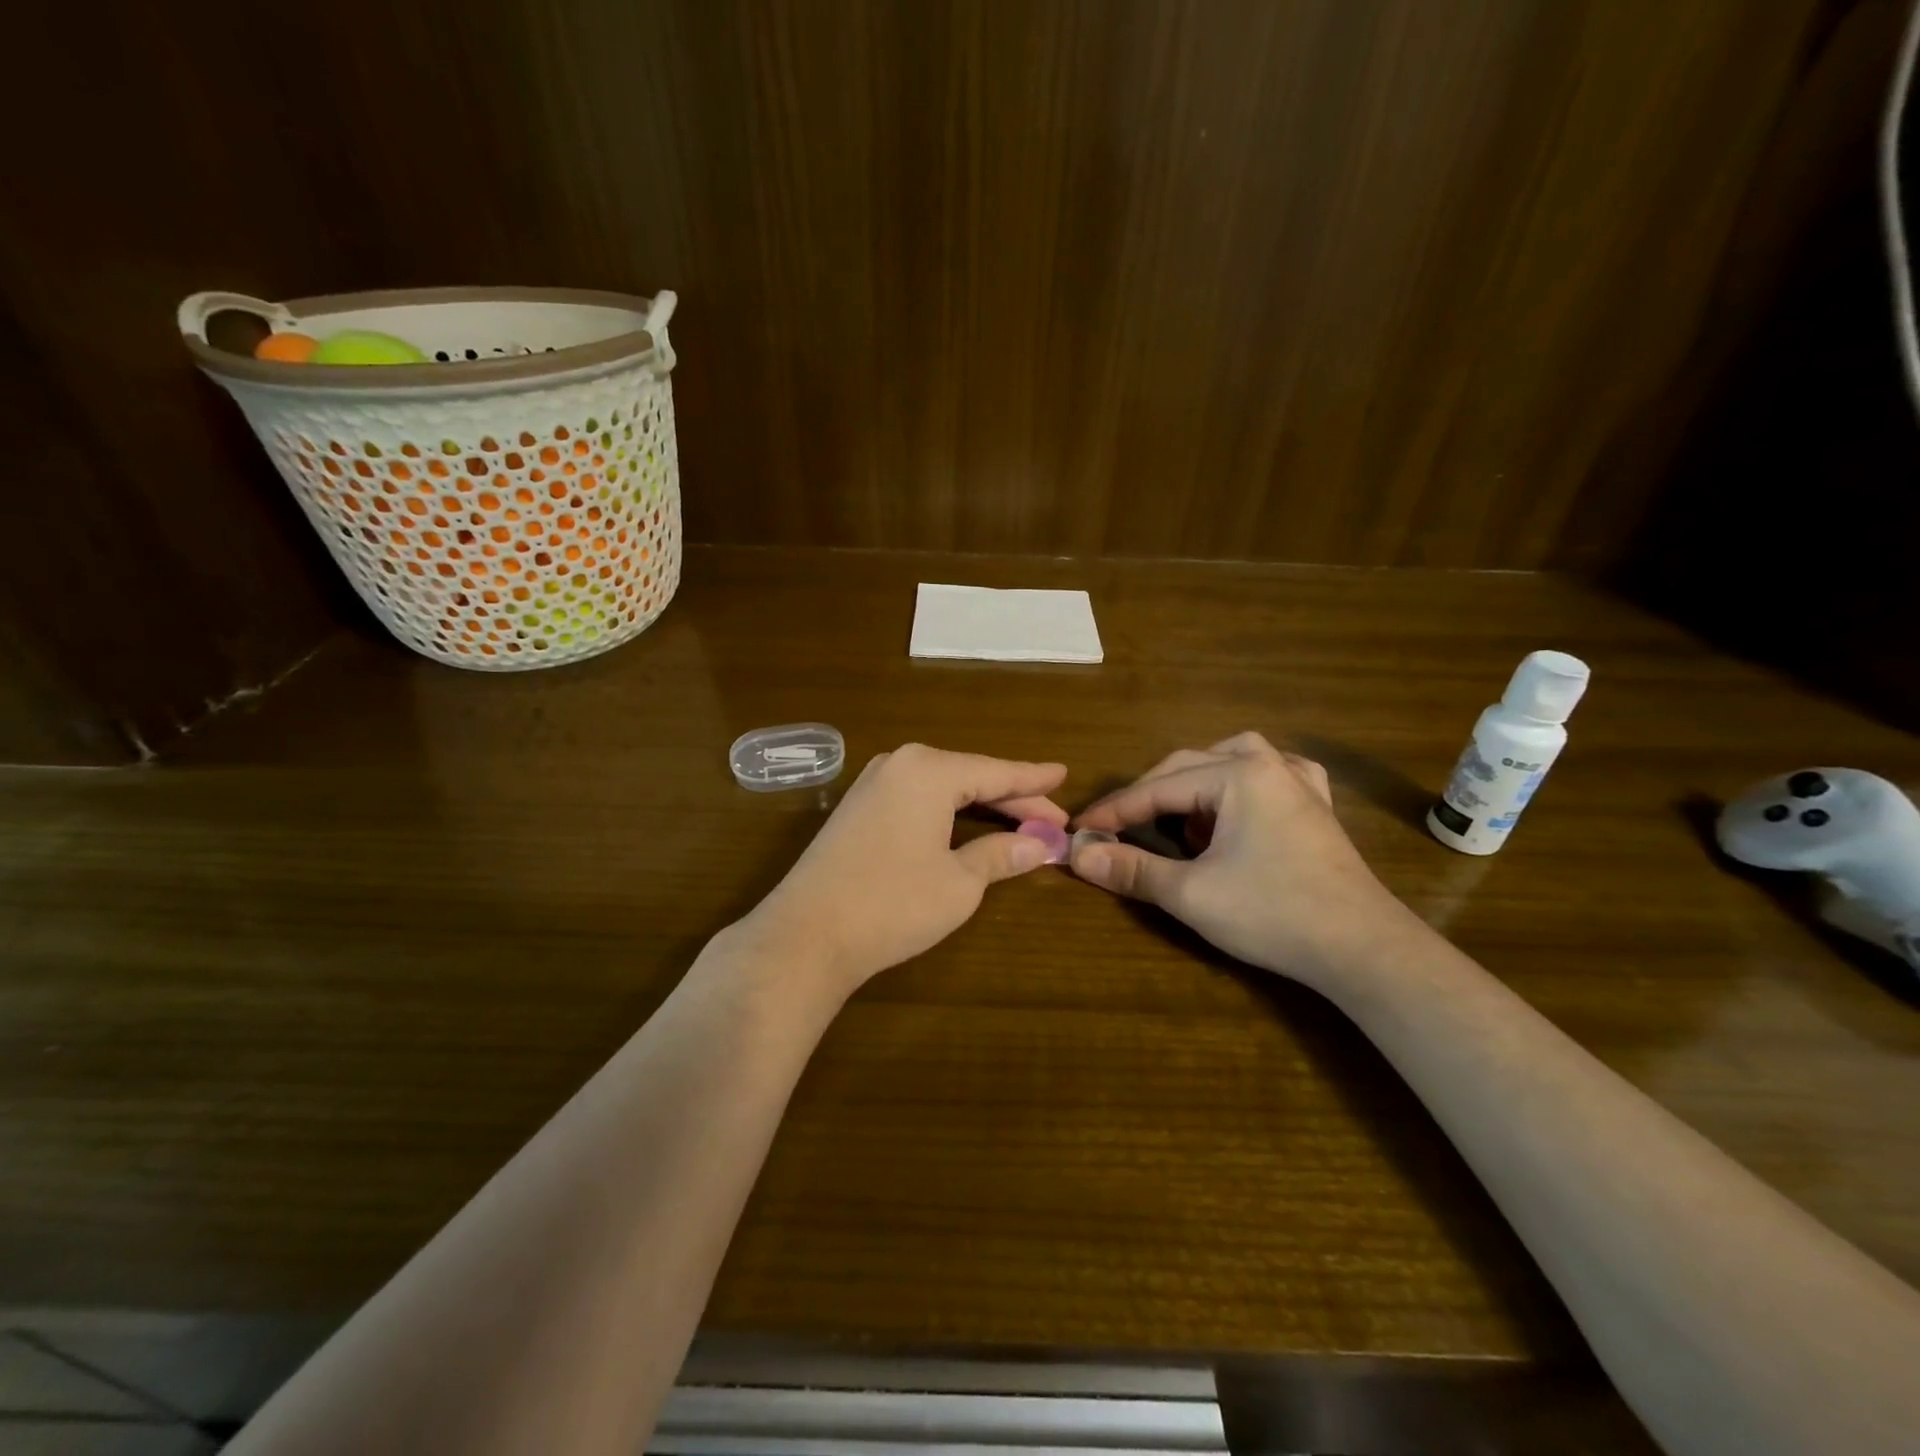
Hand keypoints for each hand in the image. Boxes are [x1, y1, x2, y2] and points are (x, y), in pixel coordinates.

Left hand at [742, 744, 1068, 999]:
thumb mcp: (959, 883)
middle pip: (970, 777)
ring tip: (1020, 821)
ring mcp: (872, 784)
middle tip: (1053, 821)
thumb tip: (1039, 846)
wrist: (806, 934)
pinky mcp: (856, 808)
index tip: (1065, 775)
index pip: (996, 772)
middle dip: (1013, 799)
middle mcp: (900, 764)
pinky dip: (948, 811)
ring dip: (981, 806)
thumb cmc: (893, 904)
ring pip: (943, 787)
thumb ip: (1001, 855)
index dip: (1034, 780)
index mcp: (929, 770)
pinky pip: (917, 798)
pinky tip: (966, 824)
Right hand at [1071, 732, 1408, 982]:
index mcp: (1237, 775)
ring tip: (1180, 815)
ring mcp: (1299, 783)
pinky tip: (1241, 803)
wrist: (1362, 948)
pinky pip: (1274, 774)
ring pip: (1233, 759)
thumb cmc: (1273, 913)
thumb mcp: (1191, 894)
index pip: (1158, 788)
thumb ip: (1132, 870)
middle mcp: (1268, 765)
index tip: (1080, 828)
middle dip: (1150, 796)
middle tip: (1118, 827)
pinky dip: (1245, 782)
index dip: (1115, 810)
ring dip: (1196, 782)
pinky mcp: (1317, 807)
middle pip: (1190, 765)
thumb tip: (1078, 855)